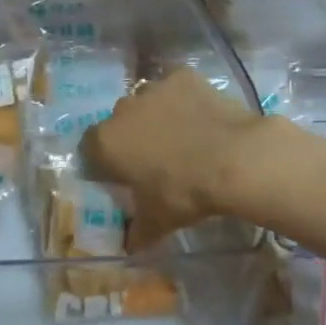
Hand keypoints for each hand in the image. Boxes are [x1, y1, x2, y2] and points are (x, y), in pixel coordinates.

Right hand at [81, 69, 264, 249]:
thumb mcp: (158, 221)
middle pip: (118, 122)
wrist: (235, 159)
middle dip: (131, 136)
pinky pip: (177, 88)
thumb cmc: (184, 192)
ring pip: (147, 101)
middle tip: (153, 159)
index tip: (121, 176)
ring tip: (181, 137)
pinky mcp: (184, 76)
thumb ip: (137, 232)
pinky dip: (185, 100)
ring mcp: (154, 88)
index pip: (90, 149)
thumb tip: (129, 248)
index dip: (104, 162)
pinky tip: (202, 118)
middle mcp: (122, 109)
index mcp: (106, 142)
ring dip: (156, 115)